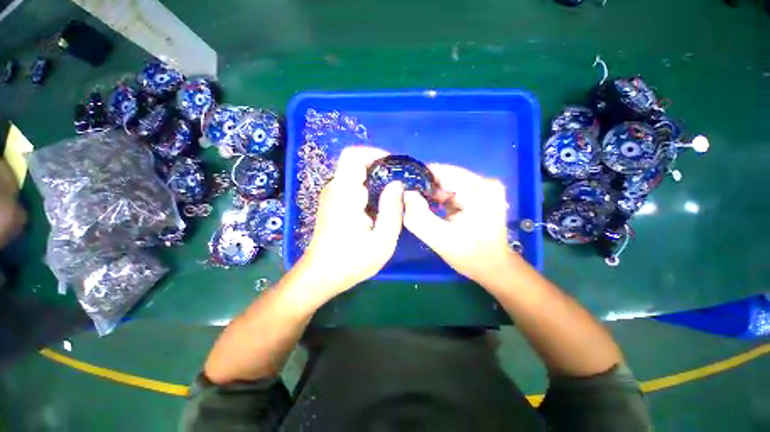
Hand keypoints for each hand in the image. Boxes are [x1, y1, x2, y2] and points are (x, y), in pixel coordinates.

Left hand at [298, 146, 403, 297]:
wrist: (320, 275)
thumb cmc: (351, 262)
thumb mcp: (382, 241)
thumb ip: (392, 210)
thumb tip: (397, 184)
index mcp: (345, 194)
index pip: (354, 155)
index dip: (375, 153)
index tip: (395, 166)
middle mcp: (335, 188)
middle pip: (356, 163)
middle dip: (380, 168)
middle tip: (399, 185)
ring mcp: (331, 195)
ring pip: (355, 174)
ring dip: (375, 180)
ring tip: (392, 196)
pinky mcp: (332, 203)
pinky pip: (352, 185)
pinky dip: (368, 189)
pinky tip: (378, 206)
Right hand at [403, 164, 516, 284]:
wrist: (493, 266)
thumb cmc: (470, 256)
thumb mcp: (440, 241)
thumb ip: (419, 217)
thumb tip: (406, 193)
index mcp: (480, 191)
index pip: (442, 172)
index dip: (419, 178)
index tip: (403, 188)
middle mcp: (485, 182)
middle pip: (445, 175)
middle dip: (426, 187)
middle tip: (411, 202)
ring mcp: (484, 186)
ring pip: (447, 181)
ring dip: (433, 192)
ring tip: (422, 206)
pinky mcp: (480, 192)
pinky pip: (453, 187)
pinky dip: (441, 196)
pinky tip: (435, 208)